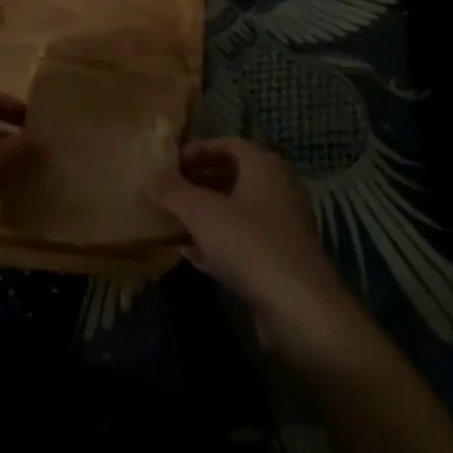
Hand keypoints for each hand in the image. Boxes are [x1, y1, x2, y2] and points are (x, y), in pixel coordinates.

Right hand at [153, 138, 371, 371]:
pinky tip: (191, 254)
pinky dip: (218, 242)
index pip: (228, 144)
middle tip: (170, 191)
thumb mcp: (202, 212)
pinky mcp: (281, 260)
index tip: (171, 163)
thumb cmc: (250, 243)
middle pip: (234, 176)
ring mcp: (283, 226)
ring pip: (238, 211)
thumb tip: (152, 177)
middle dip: (200, 182)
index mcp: (264, 166)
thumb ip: (173, 191)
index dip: (198, 150)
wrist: (300, 307)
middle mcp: (278, 188)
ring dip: (207, 214)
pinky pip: (244, 241)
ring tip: (175, 220)